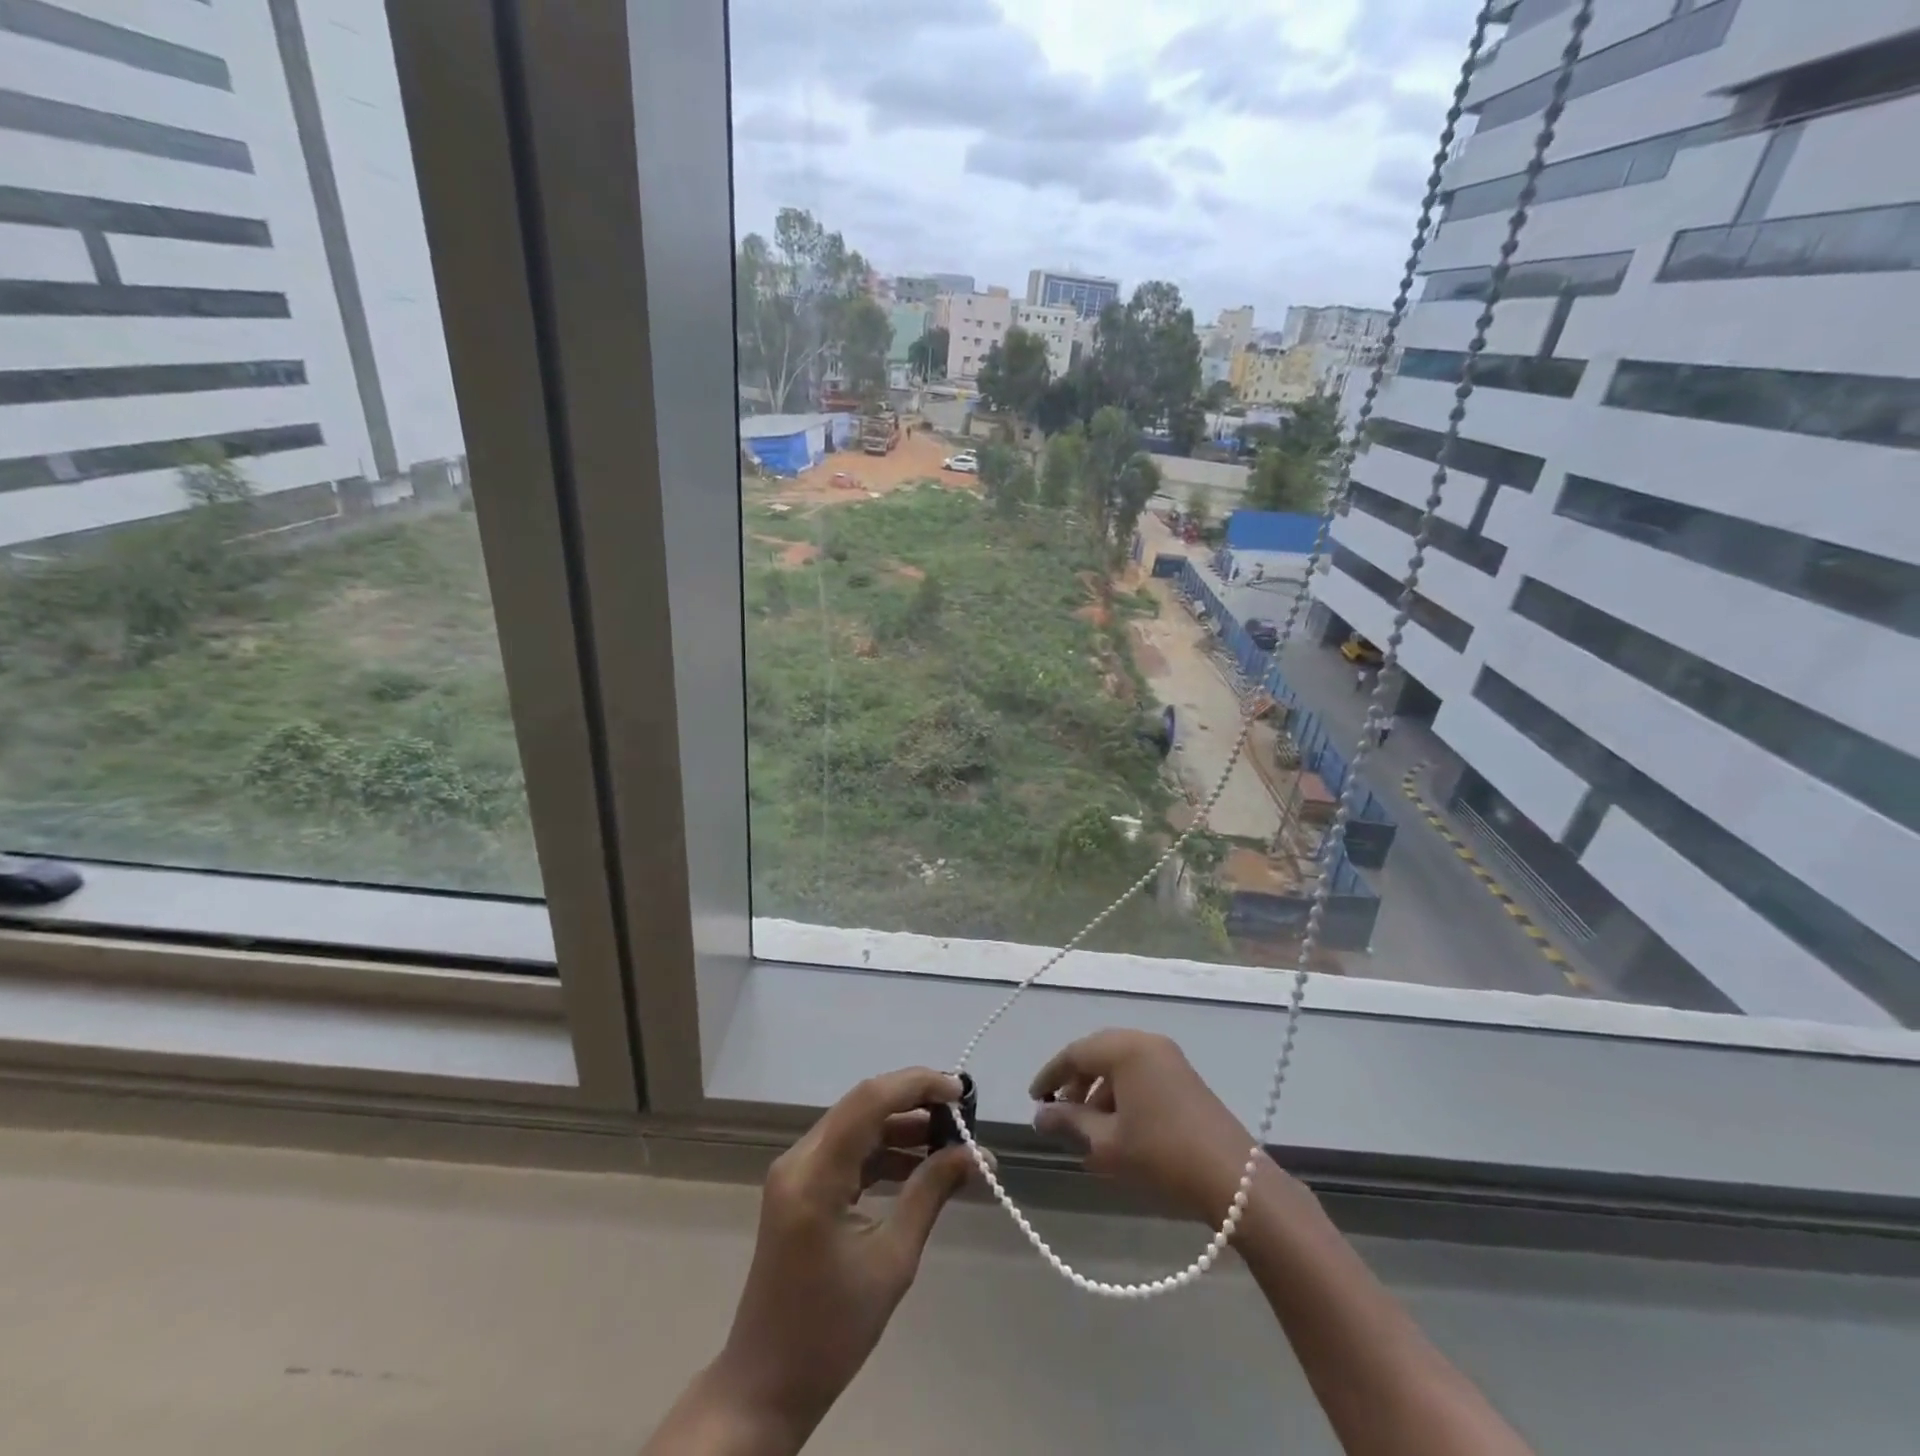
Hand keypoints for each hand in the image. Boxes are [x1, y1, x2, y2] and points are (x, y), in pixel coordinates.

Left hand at [713, 1068, 976, 1442]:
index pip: (870, 1100)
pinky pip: (847, 1151)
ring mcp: (796, 1171)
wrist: (766, 1385)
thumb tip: (975, 1154)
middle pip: (863, 1105)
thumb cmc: (831, 1330)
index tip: (962, 1092)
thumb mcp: (893, 1260)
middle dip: (915, 1101)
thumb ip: (931, 1193)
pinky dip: (884, 1151)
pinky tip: (919, 1166)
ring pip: (856, 1125)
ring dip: (902, 1127)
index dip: (918, 1084)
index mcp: (815, 1173)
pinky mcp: (800, 1187)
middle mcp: (800, 1158)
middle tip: (963, 1114)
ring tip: (951, 1141)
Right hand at [1031, 1029, 1261, 1223]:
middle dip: (1075, 1082)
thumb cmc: (1161, 1155)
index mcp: (1125, 1048)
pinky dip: (1122, 1093)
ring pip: (1120, 1064)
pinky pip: (1141, 1073)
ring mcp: (1169, 1057)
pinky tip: (1118, 1129)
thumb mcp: (1107, 1143)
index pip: (1075, 1053)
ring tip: (1088, 1129)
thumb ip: (1070, 1123)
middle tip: (1060, 1112)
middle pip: (1098, 1053)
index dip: (1051, 1075)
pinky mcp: (1184, 1076)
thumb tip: (1039, 1116)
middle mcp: (1146, 1042)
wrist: (1233, 1180)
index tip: (1035, 1099)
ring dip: (1099, 1090)